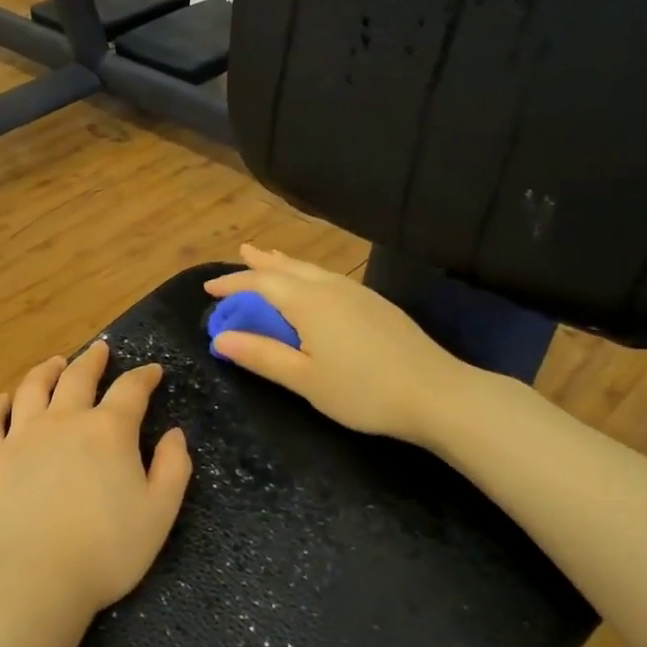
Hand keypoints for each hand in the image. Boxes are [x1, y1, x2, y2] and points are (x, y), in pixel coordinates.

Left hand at [0, 341, 192, 630]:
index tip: (152, 371)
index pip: (131, 390)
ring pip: (33, 388)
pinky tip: (4, 400)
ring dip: (47, 370)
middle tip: (100, 351)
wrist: (33, 580)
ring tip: (55, 363)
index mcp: (108, 431)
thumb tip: (174, 434)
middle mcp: (64, 420)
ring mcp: (20, 436)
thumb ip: (173, 468)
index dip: (144, 376)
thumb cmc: (106, 551)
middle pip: (79, 377)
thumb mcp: (159, 514)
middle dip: (93, 361)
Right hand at [203, 244, 481, 441]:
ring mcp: (358, 293)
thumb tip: (220, 339)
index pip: (261, 283)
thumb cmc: (363, 391)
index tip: (209, 289)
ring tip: (270, 258)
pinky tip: (314, 285)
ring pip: (313, 270)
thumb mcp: (305, 379)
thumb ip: (262, 356)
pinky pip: (330, 278)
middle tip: (241, 253)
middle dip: (261, 263)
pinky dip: (309, 275)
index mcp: (309, 302)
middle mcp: (331, 288)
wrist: (438, 394)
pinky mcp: (377, 305)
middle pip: (289, 267)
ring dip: (286, 264)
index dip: (233, 284)